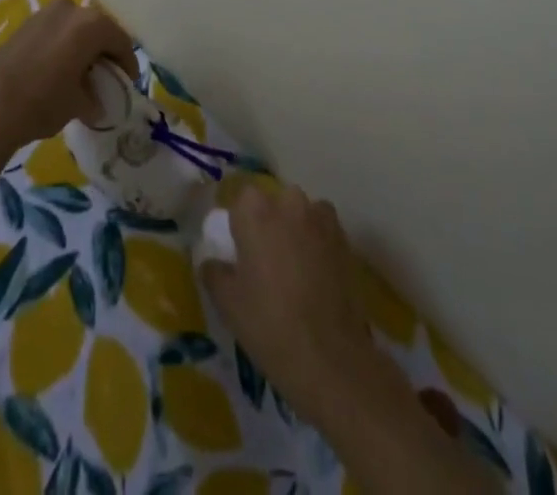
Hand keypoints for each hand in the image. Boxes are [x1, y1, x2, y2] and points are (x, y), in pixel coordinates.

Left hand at [0, 0, 138, 160]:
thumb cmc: (42, 101)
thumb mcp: (78, 104)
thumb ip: (94, 98)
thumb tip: (97, 103)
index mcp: (91, 24)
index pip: (120, 41)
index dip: (126, 64)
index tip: (126, 84)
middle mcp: (71, 9)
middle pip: (97, 29)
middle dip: (103, 52)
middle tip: (104, 78)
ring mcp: (45, 13)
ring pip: (74, 28)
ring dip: (81, 48)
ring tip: (79, 76)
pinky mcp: (25, 24)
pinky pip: (55, 32)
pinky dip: (62, 47)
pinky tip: (57, 71)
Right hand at [201, 183, 379, 426]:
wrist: (329, 357)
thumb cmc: (269, 325)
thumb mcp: (228, 303)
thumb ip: (214, 272)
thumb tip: (212, 261)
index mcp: (255, 211)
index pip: (241, 199)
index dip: (240, 222)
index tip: (240, 250)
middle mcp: (288, 202)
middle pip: (274, 202)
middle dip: (270, 222)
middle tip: (266, 261)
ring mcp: (320, 218)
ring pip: (301, 213)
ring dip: (296, 229)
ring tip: (295, 269)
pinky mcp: (344, 238)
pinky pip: (324, 229)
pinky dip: (319, 242)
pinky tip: (317, 275)